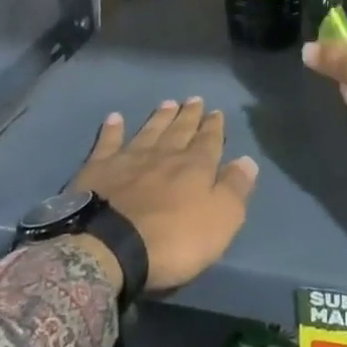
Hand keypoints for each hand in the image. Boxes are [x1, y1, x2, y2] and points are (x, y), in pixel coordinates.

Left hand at [69, 98, 258, 291]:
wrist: (110, 246)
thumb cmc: (173, 240)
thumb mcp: (220, 221)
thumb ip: (234, 189)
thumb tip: (248, 160)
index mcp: (194, 167)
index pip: (209, 141)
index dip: (214, 127)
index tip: (216, 112)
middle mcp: (164, 155)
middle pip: (179, 130)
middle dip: (189, 115)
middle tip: (194, 99)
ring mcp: (129, 159)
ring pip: (149, 131)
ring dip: (160, 117)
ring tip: (168, 103)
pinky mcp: (99, 169)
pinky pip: (108, 142)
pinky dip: (112, 129)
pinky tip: (115, 118)